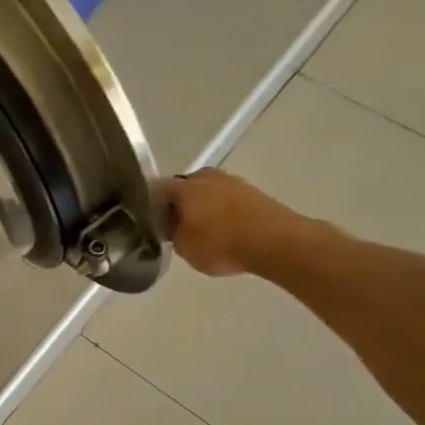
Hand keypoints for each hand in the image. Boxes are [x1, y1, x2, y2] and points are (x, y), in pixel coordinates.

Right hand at [164, 169, 324, 277]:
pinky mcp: (253, 193)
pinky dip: (220, 211)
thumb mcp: (183, 247)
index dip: (149, 204)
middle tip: (173, 225)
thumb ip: (172, 233)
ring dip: (201, 206)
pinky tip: (220, 229)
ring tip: (199, 228)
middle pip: (184, 187)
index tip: (148, 221)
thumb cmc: (221, 244)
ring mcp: (234, 182)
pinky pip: (226, 199)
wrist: (276, 242)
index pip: (156, 189)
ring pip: (207, 191)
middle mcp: (208, 177)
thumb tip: (171, 226)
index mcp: (185, 187)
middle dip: (177, 203)